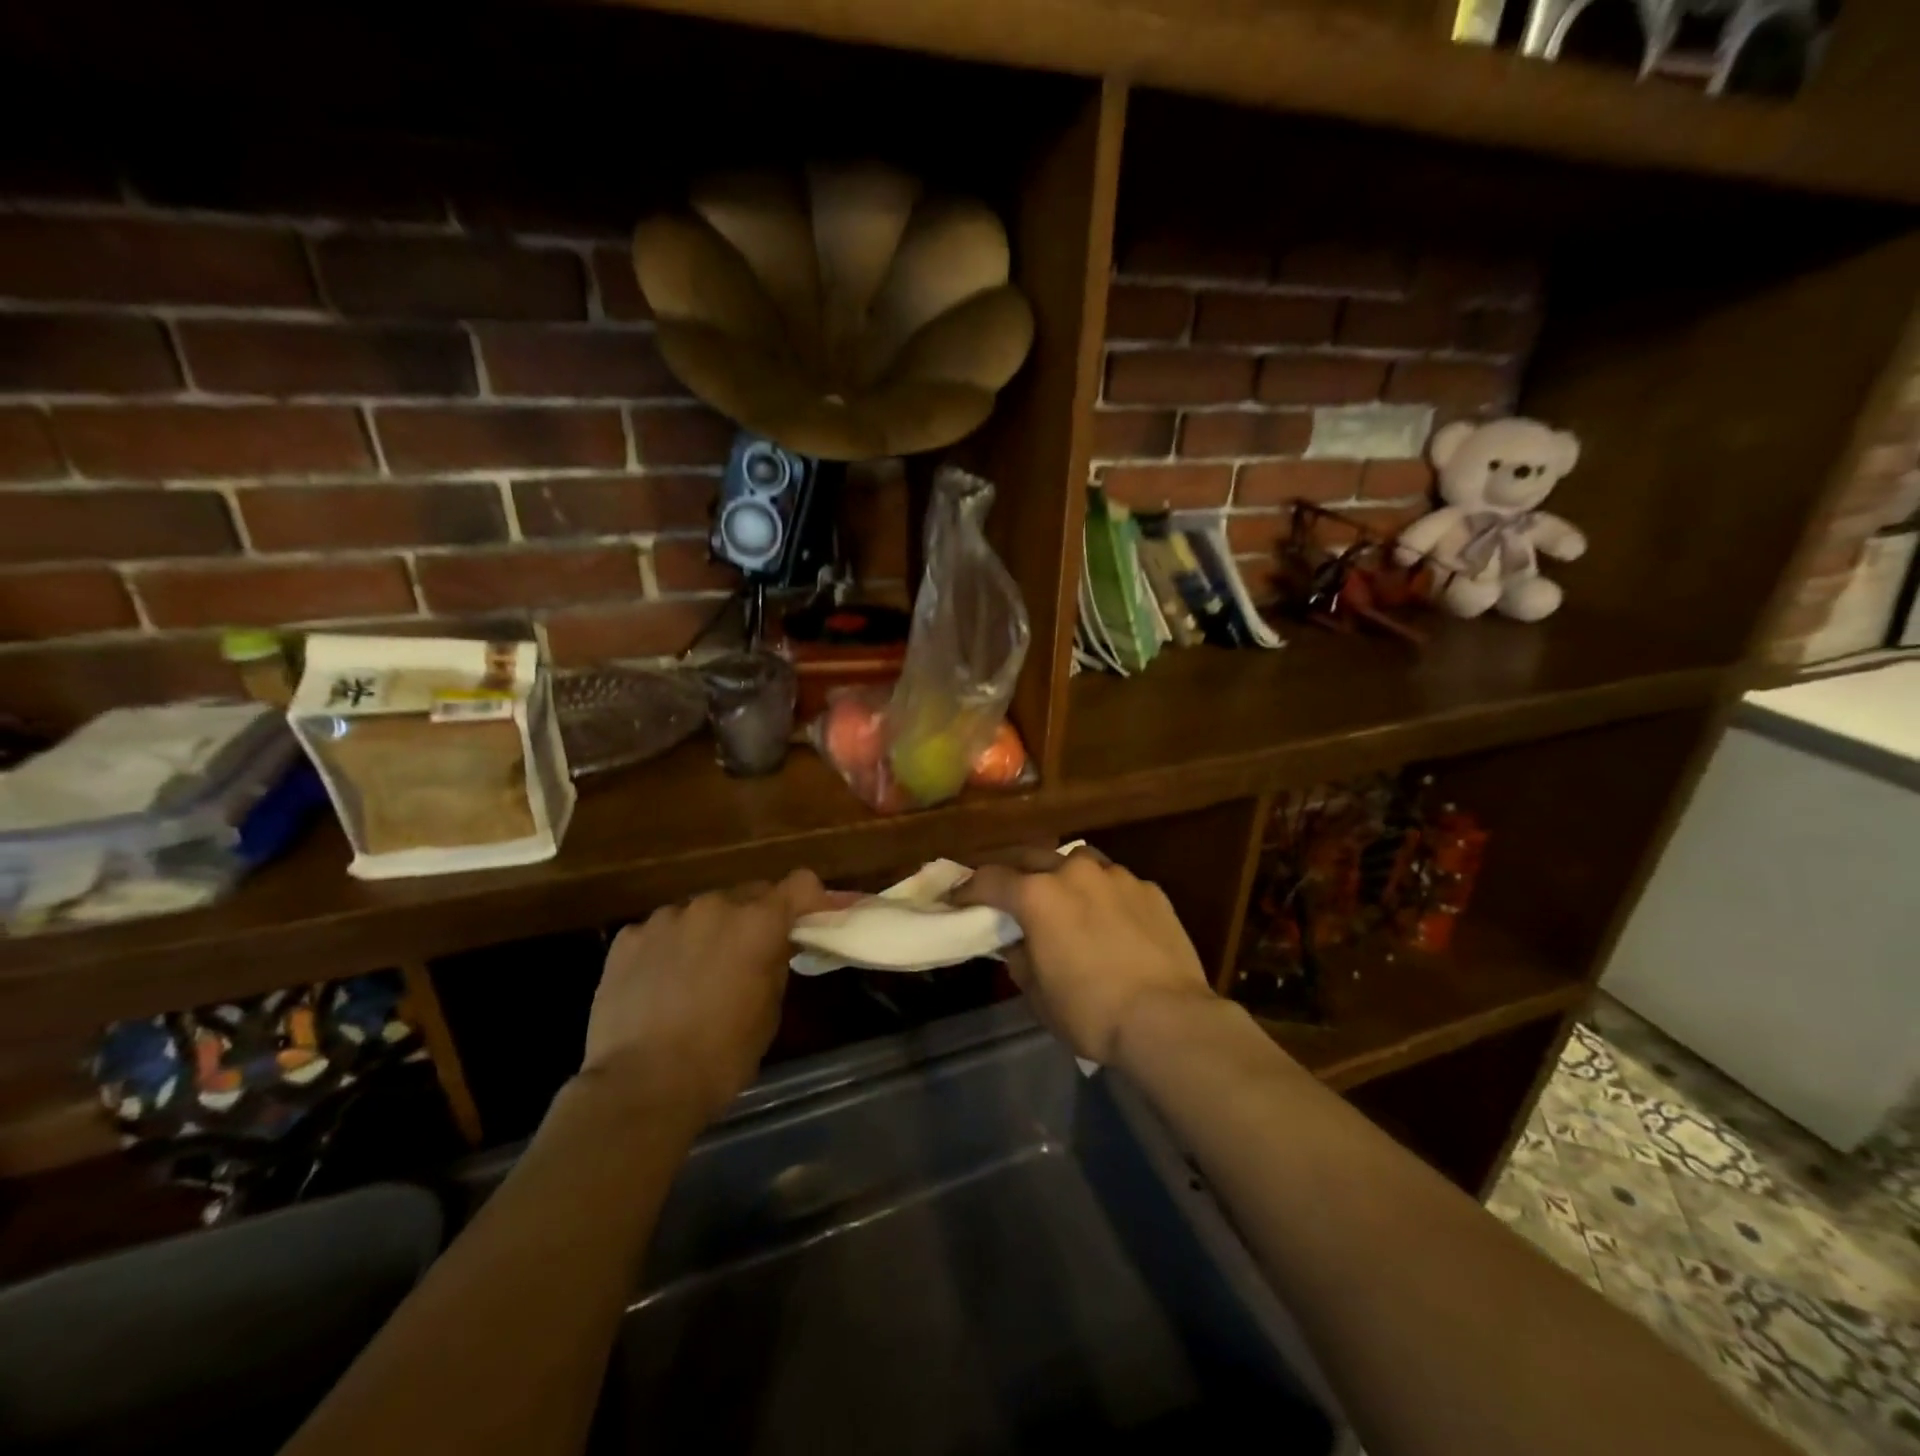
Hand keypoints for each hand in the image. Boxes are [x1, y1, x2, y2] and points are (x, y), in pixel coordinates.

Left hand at [580, 870, 826, 1121]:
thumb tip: (774, 947)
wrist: (640, 1086)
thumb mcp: (769, 1011)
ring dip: (709, 932)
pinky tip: (660, 985)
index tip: (812, 921)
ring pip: (701, 913)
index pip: (801, 884)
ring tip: (698, 975)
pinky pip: (661, 932)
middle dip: (755, 919)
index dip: (811, 900)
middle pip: (748, 896)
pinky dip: (669, 949)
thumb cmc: (721, 1056)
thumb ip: (776, 963)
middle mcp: (714, 906)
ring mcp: (666, 918)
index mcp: (757, 923)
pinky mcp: (628, 938)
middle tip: (752, 955)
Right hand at [956, 849, 1213, 1064]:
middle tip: (1006, 891)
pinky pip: (1116, 882)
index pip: (990, 880)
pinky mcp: (1150, 889)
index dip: (968, 889)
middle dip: (1014, 871)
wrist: (1168, 1019)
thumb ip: (1020, 960)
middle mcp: (1074, 872)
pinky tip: (1111, 918)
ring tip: (1063, 896)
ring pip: (1078, 860)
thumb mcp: (1039, 996)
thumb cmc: (1092, 1011)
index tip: (957, 900)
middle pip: (1032, 856)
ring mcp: (1117, 876)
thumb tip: (1017, 944)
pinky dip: (1103, 893)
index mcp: (1038, 896)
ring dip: (1062, 873)